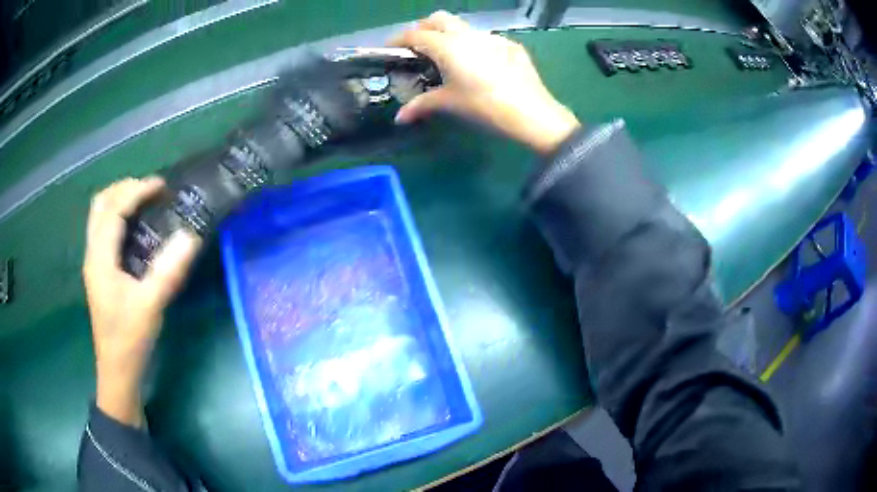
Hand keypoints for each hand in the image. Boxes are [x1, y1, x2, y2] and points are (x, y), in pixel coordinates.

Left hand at [83, 177, 200, 426]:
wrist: (117, 371)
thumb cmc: (130, 340)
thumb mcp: (151, 306)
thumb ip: (169, 270)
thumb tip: (192, 235)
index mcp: (100, 259)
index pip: (113, 210)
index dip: (136, 192)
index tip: (162, 186)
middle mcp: (93, 254)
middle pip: (100, 204)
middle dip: (125, 189)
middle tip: (151, 191)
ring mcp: (94, 262)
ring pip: (100, 215)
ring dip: (120, 200)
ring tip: (145, 201)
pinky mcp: (100, 271)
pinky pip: (105, 229)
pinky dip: (119, 216)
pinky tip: (136, 227)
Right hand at [390, 11, 579, 153]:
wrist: (531, 112)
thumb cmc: (484, 106)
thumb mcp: (450, 104)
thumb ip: (422, 105)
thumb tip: (399, 118)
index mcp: (447, 45)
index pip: (415, 34)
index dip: (399, 40)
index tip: (391, 48)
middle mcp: (467, 34)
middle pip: (439, 19)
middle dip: (424, 28)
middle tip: (419, 47)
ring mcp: (491, 37)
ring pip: (463, 27)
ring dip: (450, 35)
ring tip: (449, 57)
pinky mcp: (510, 45)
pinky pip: (485, 39)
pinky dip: (474, 45)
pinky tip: (479, 65)